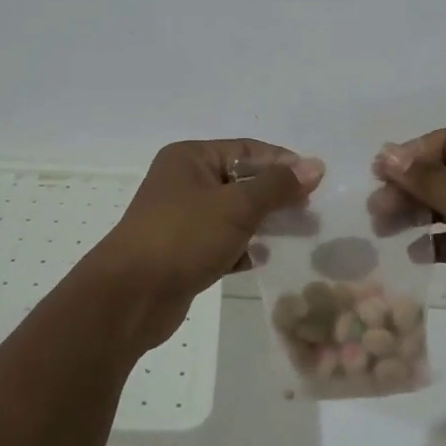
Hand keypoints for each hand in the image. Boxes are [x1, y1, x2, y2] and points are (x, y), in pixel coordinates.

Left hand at [88, 139, 323, 350]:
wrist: (129, 297)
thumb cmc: (183, 237)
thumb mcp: (237, 206)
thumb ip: (277, 186)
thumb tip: (316, 165)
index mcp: (191, 157)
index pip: (246, 149)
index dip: (282, 162)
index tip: (315, 181)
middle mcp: (183, 180)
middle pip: (240, 180)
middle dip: (275, 195)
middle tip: (310, 212)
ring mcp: (180, 217)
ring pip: (232, 213)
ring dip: (262, 223)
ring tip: (297, 236)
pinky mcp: (181, 251)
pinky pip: (221, 241)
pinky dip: (242, 248)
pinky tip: (262, 260)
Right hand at [372, 129, 445, 357]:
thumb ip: (427, 179)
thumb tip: (387, 153)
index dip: (411, 156)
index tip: (378, 175)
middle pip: (443, 173)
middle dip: (408, 188)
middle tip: (376, 210)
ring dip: (415, 213)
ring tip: (383, 228)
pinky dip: (434, 241)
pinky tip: (414, 253)